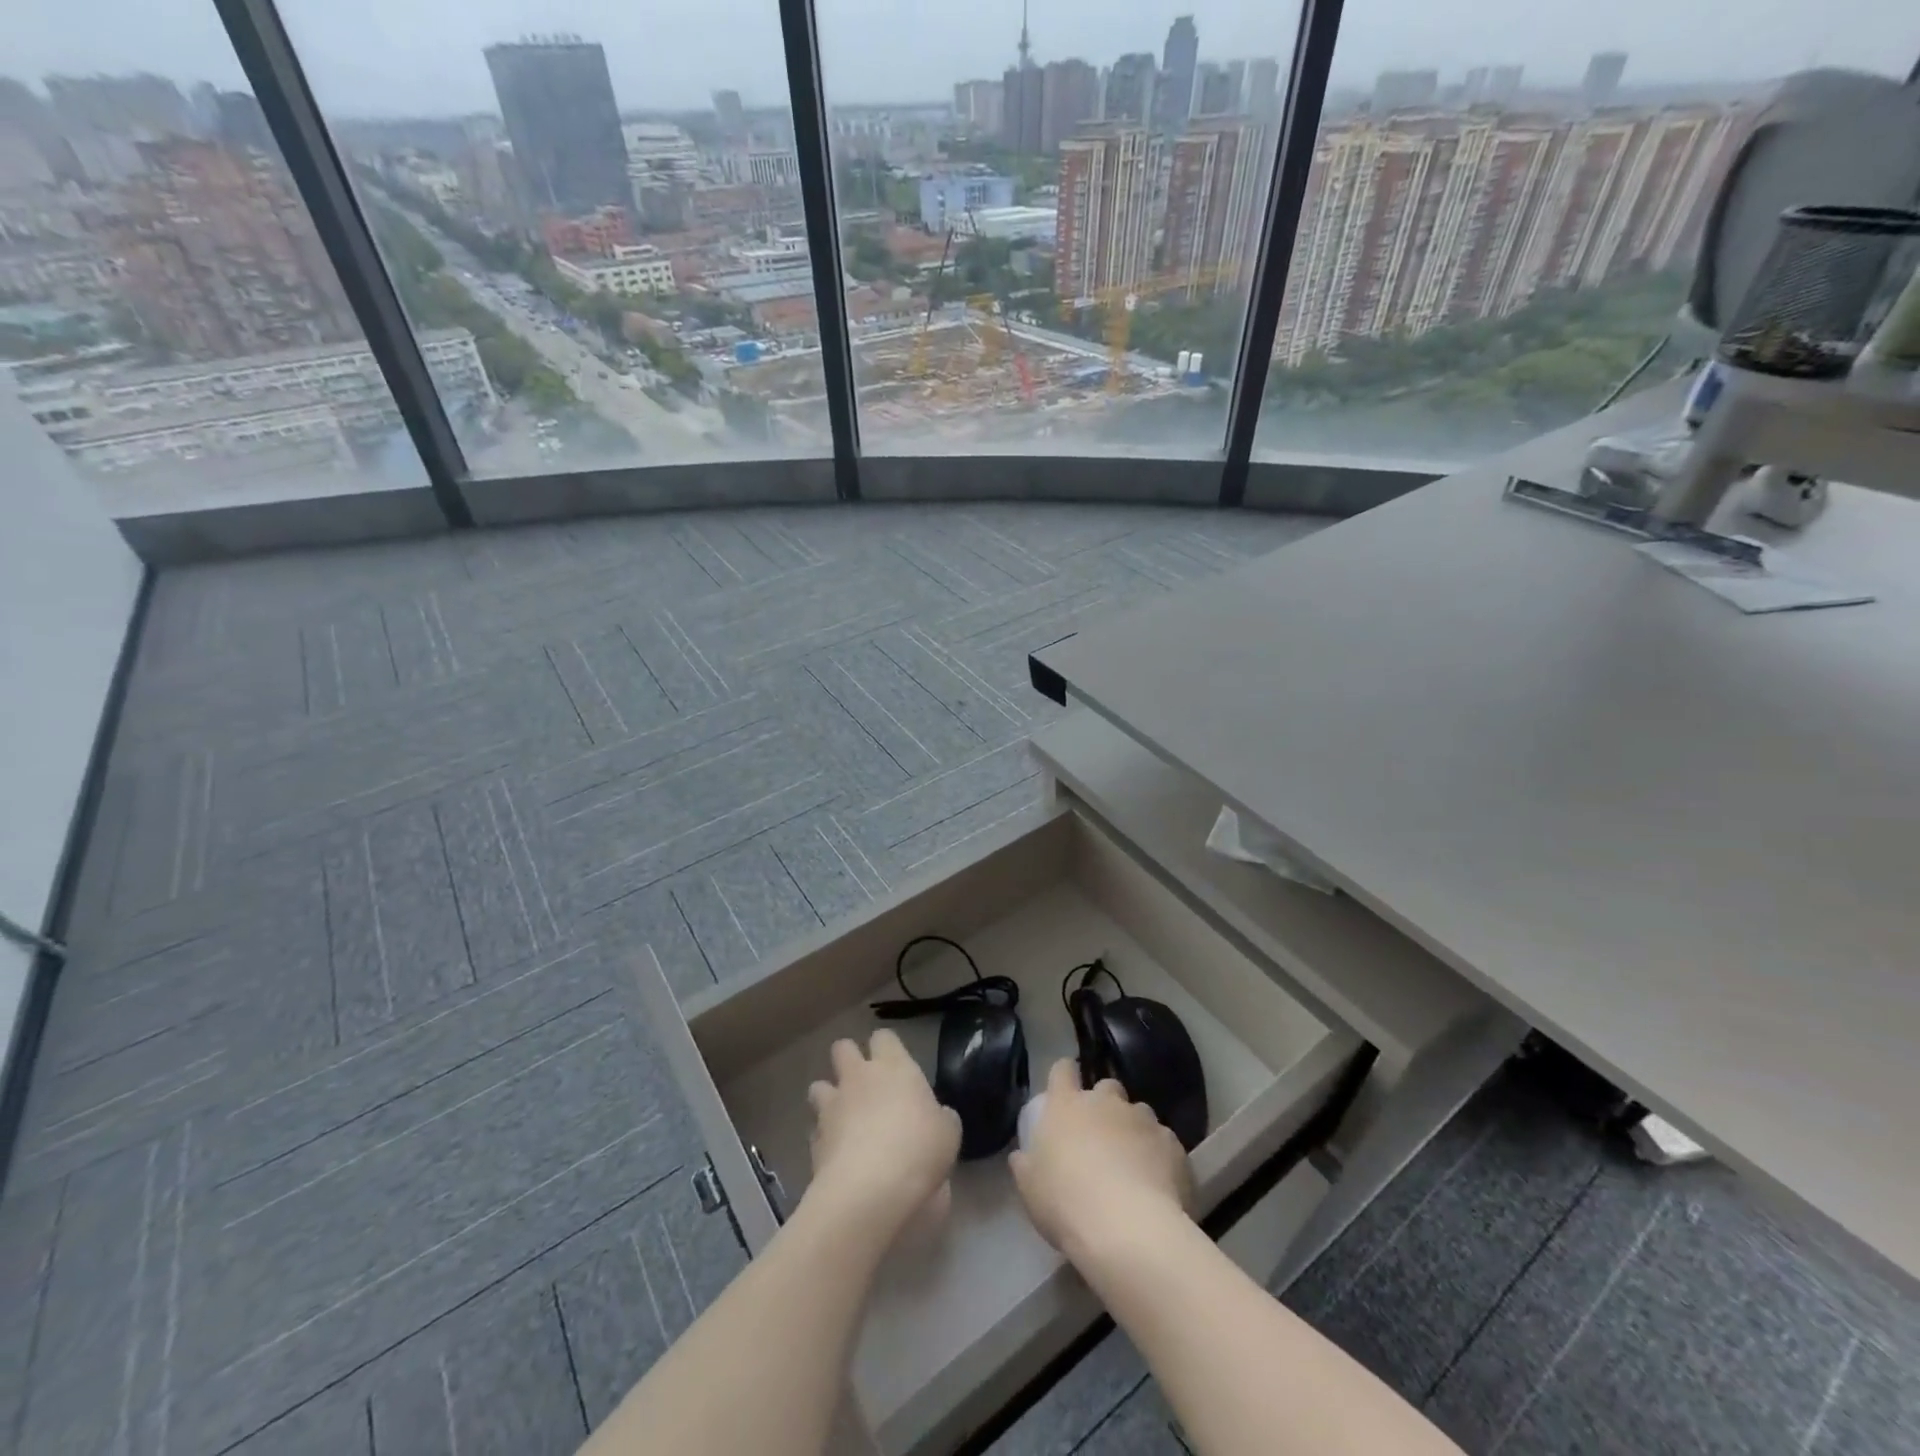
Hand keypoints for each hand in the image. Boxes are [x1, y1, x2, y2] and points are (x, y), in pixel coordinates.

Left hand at [805, 1029, 961, 1238]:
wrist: (869, 1191)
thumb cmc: (918, 1150)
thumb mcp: (948, 1133)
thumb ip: (939, 1117)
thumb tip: (935, 1117)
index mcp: (894, 1066)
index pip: (884, 1037)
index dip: (887, 1048)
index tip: (895, 1065)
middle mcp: (858, 1077)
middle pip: (842, 1048)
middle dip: (848, 1059)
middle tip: (864, 1083)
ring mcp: (831, 1107)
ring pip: (818, 1086)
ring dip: (829, 1097)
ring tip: (843, 1118)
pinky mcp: (813, 1141)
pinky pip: (815, 1130)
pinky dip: (823, 1138)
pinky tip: (836, 1155)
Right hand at [1011, 1059, 1193, 1263]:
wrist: (1128, 1229)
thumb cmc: (1067, 1204)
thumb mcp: (1030, 1190)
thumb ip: (1026, 1165)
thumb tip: (1022, 1155)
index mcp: (1066, 1105)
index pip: (1062, 1069)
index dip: (1064, 1076)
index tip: (1065, 1090)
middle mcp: (1105, 1102)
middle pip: (1107, 1086)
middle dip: (1105, 1104)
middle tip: (1101, 1136)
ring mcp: (1142, 1119)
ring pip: (1139, 1112)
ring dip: (1134, 1129)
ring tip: (1133, 1164)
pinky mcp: (1172, 1144)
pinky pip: (1164, 1141)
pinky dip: (1160, 1156)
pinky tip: (1158, 1184)